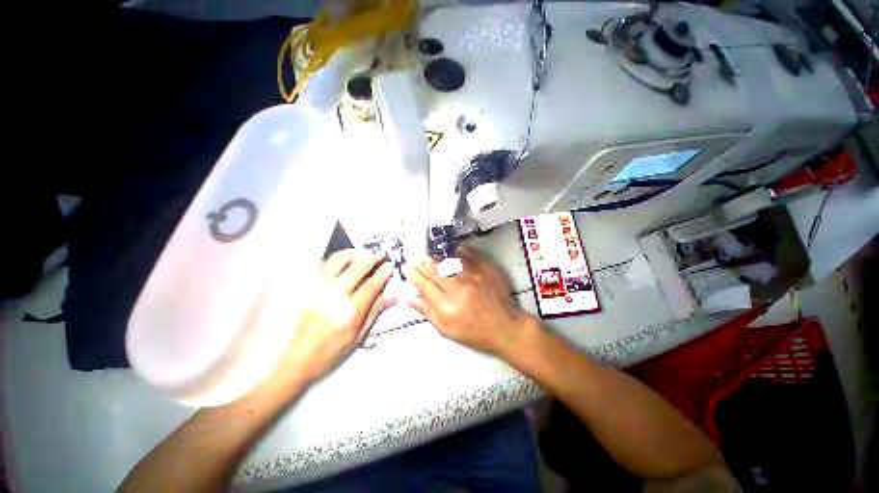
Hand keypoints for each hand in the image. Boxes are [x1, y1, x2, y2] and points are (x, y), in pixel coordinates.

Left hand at [283, 249, 394, 382]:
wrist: (299, 358)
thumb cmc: (333, 350)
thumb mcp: (359, 335)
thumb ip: (375, 311)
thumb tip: (392, 295)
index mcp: (350, 312)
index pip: (372, 285)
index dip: (383, 273)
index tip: (390, 265)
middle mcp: (334, 296)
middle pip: (357, 267)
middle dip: (372, 258)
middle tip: (380, 255)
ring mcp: (318, 289)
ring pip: (338, 260)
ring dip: (353, 253)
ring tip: (362, 253)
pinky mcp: (307, 287)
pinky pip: (323, 265)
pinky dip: (336, 259)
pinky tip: (343, 261)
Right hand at [405, 246, 528, 354]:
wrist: (504, 326)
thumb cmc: (473, 332)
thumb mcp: (446, 329)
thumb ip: (425, 311)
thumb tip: (405, 297)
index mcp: (446, 305)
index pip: (423, 283)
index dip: (412, 274)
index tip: (407, 268)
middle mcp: (458, 286)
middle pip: (433, 266)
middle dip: (422, 262)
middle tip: (418, 261)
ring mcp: (473, 274)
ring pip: (447, 257)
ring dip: (437, 255)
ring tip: (432, 256)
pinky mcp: (485, 267)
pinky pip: (466, 252)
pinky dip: (455, 251)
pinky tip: (451, 253)